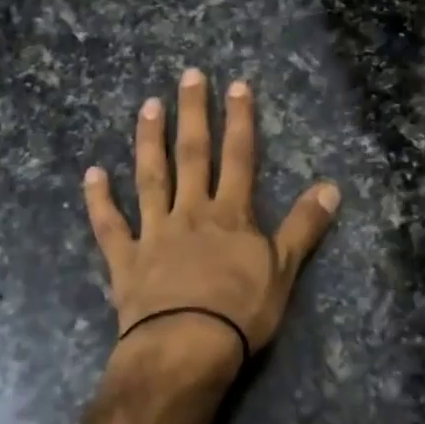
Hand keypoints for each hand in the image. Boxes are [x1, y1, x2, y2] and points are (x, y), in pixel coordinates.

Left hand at [84, 69, 340, 377]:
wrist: (186, 347)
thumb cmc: (240, 311)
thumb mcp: (284, 269)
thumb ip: (304, 225)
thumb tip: (332, 186)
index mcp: (230, 214)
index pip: (239, 157)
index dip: (240, 120)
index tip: (237, 85)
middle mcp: (191, 212)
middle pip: (193, 155)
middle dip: (194, 114)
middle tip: (188, 76)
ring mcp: (154, 232)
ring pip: (150, 178)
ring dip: (149, 141)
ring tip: (148, 106)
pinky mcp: (125, 259)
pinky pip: (110, 225)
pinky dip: (99, 199)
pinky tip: (92, 173)